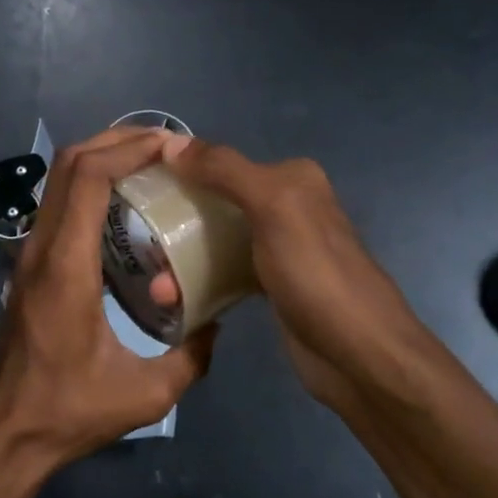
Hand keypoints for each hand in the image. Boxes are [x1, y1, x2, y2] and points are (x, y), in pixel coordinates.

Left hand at [0, 127, 216, 485]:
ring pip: (58, 182)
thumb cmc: (68, 412)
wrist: (3, 435)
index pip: (88, 178)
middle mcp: (41, 249)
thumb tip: (216, 325)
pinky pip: (58, 206)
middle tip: (164, 145)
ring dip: (100, 160)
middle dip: (116, 141)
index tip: (170, 145)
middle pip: (69, 165)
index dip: (128, 149)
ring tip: (148, 165)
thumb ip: (191, 358)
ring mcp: (29, 256)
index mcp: (67, 267)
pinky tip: (124, 207)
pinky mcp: (28, 268)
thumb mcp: (146, 395)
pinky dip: (89, 187)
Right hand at [164, 138, 433, 411]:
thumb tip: (170, 143)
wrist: (360, 355)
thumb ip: (223, 170)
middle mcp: (286, 206)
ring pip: (217, 242)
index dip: (180, 171)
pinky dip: (200, 284)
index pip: (222, 161)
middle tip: (142, 247)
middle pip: (215, 202)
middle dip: (175, 224)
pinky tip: (176, 301)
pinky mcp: (272, 287)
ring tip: (158, 291)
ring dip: (182, 261)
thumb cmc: (316, 273)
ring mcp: (279, 249)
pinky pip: (225, 274)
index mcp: (291, 177)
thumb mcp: (272, 206)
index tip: (137, 189)